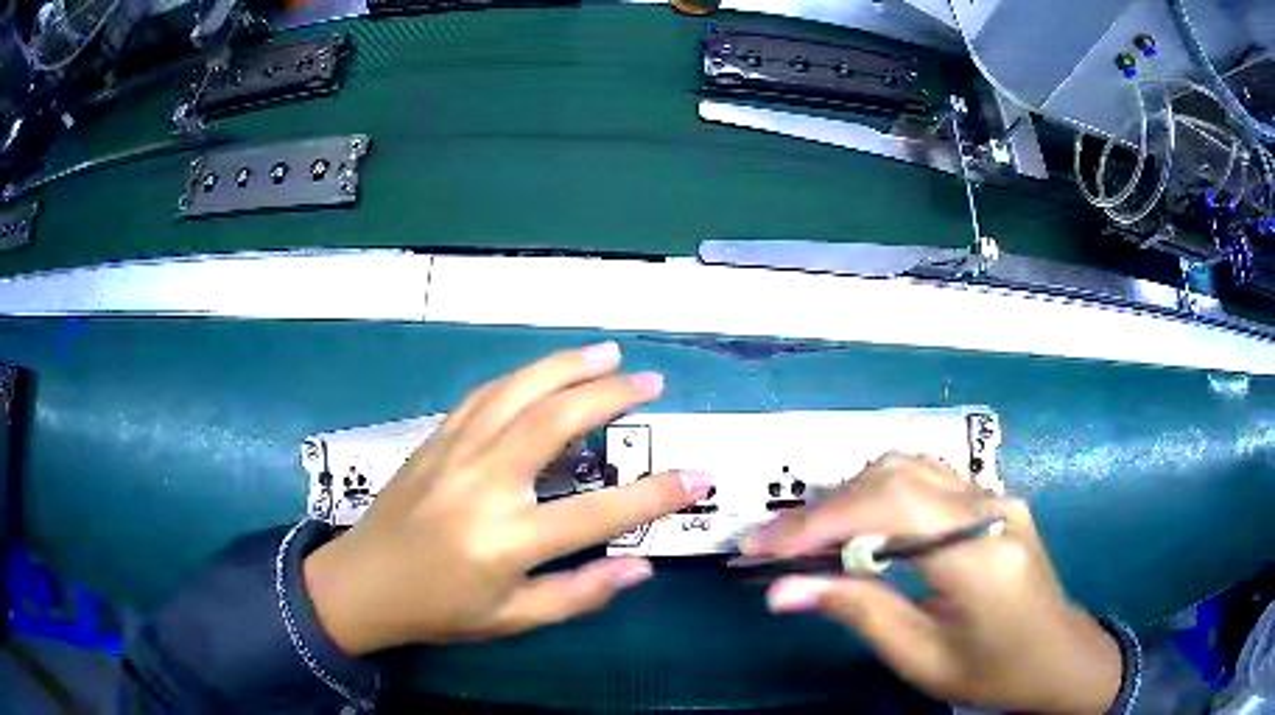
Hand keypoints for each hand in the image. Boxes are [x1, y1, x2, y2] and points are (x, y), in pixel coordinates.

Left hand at [303, 343, 711, 653]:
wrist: (362, 584)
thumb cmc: (438, 610)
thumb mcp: (512, 619)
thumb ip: (578, 594)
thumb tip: (639, 568)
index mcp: (505, 541)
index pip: (598, 513)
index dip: (656, 495)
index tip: (699, 477)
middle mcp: (482, 485)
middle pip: (554, 421)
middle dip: (610, 395)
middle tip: (651, 381)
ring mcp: (454, 453)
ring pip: (517, 392)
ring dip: (566, 366)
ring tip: (607, 352)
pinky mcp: (435, 440)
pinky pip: (484, 396)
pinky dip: (522, 377)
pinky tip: (544, 372)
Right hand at [742, 454, 1120, 714]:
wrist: (1056, 656)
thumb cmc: (991, 671)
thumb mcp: (922, 657)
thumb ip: (859, 612)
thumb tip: (782, 590)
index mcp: (980, 556)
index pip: (891, 509)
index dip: (819, 521)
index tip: (762, 547)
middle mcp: (991, 509)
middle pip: (896, 476)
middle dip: (825, 507)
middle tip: (774, 544)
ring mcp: (996, 497)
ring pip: (910, 467)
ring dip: (851, 495)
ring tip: (811, 536)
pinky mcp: (994, 499)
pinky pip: (928, 478)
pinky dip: (881, 493)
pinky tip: (861, 524)